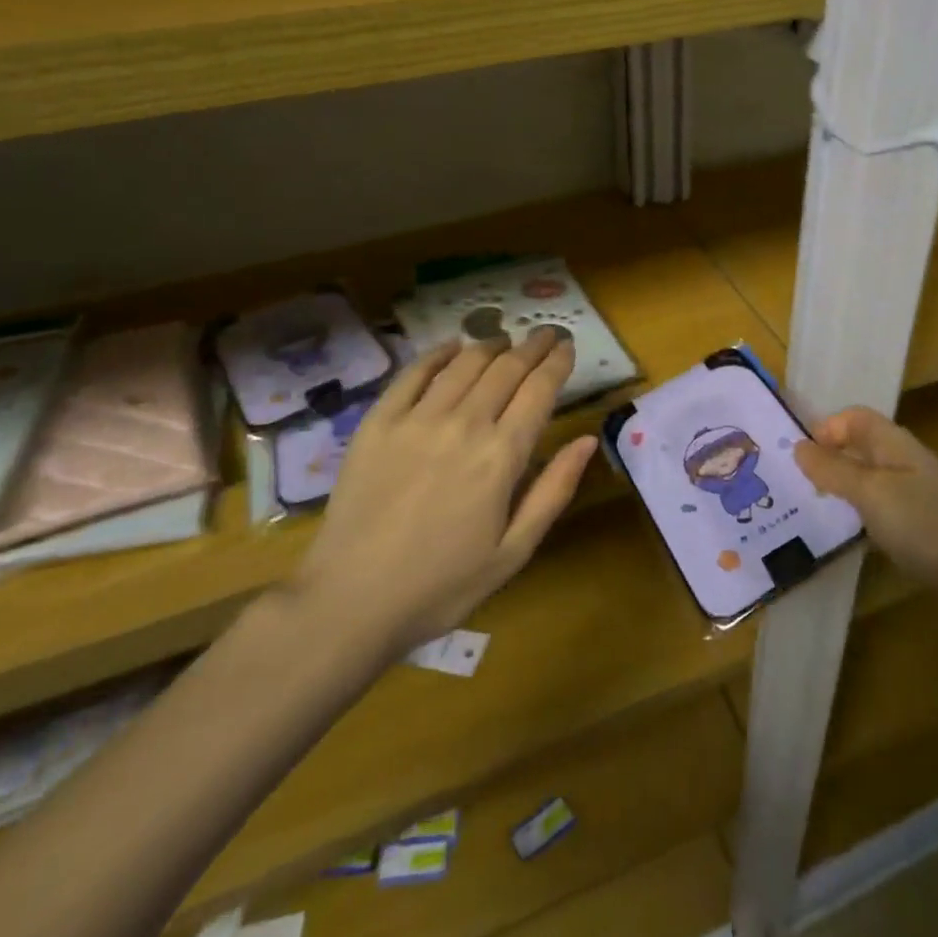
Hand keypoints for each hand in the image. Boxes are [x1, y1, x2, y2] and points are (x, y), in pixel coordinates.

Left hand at [290, 327, 595, 663]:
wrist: (350, 602)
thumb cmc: (442, 584)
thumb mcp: (513, 551)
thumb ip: (554, 490)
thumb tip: (587, 440)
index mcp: (501, 456)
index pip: (539, 389)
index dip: (558, 362)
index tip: (568, 346)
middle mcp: (464, 424)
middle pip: (506, 368)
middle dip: (532, 346)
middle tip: (546, 334)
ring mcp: (417, 419)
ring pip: (464, 363)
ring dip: (491, 344)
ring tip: (504, 339)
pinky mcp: (378, 422)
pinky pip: (413, 373)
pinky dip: (438, 353)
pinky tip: (451, 347)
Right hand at [794, 407, 937, 601]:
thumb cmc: (928, 524)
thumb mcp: (872, 492)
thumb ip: (834, 470)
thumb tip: (798, 446)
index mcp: (894, 445)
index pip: (855, 418)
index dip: (826, 428)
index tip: (797, 457)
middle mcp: (904, 466)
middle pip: (860, 450)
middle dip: (827, 461)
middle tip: (789, 485)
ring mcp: (915, 502)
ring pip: (868, 486)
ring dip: (840, 494)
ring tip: (806, 512)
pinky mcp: (921, 536)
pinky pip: (880, 517)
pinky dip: (859, 523)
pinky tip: (844, 541)